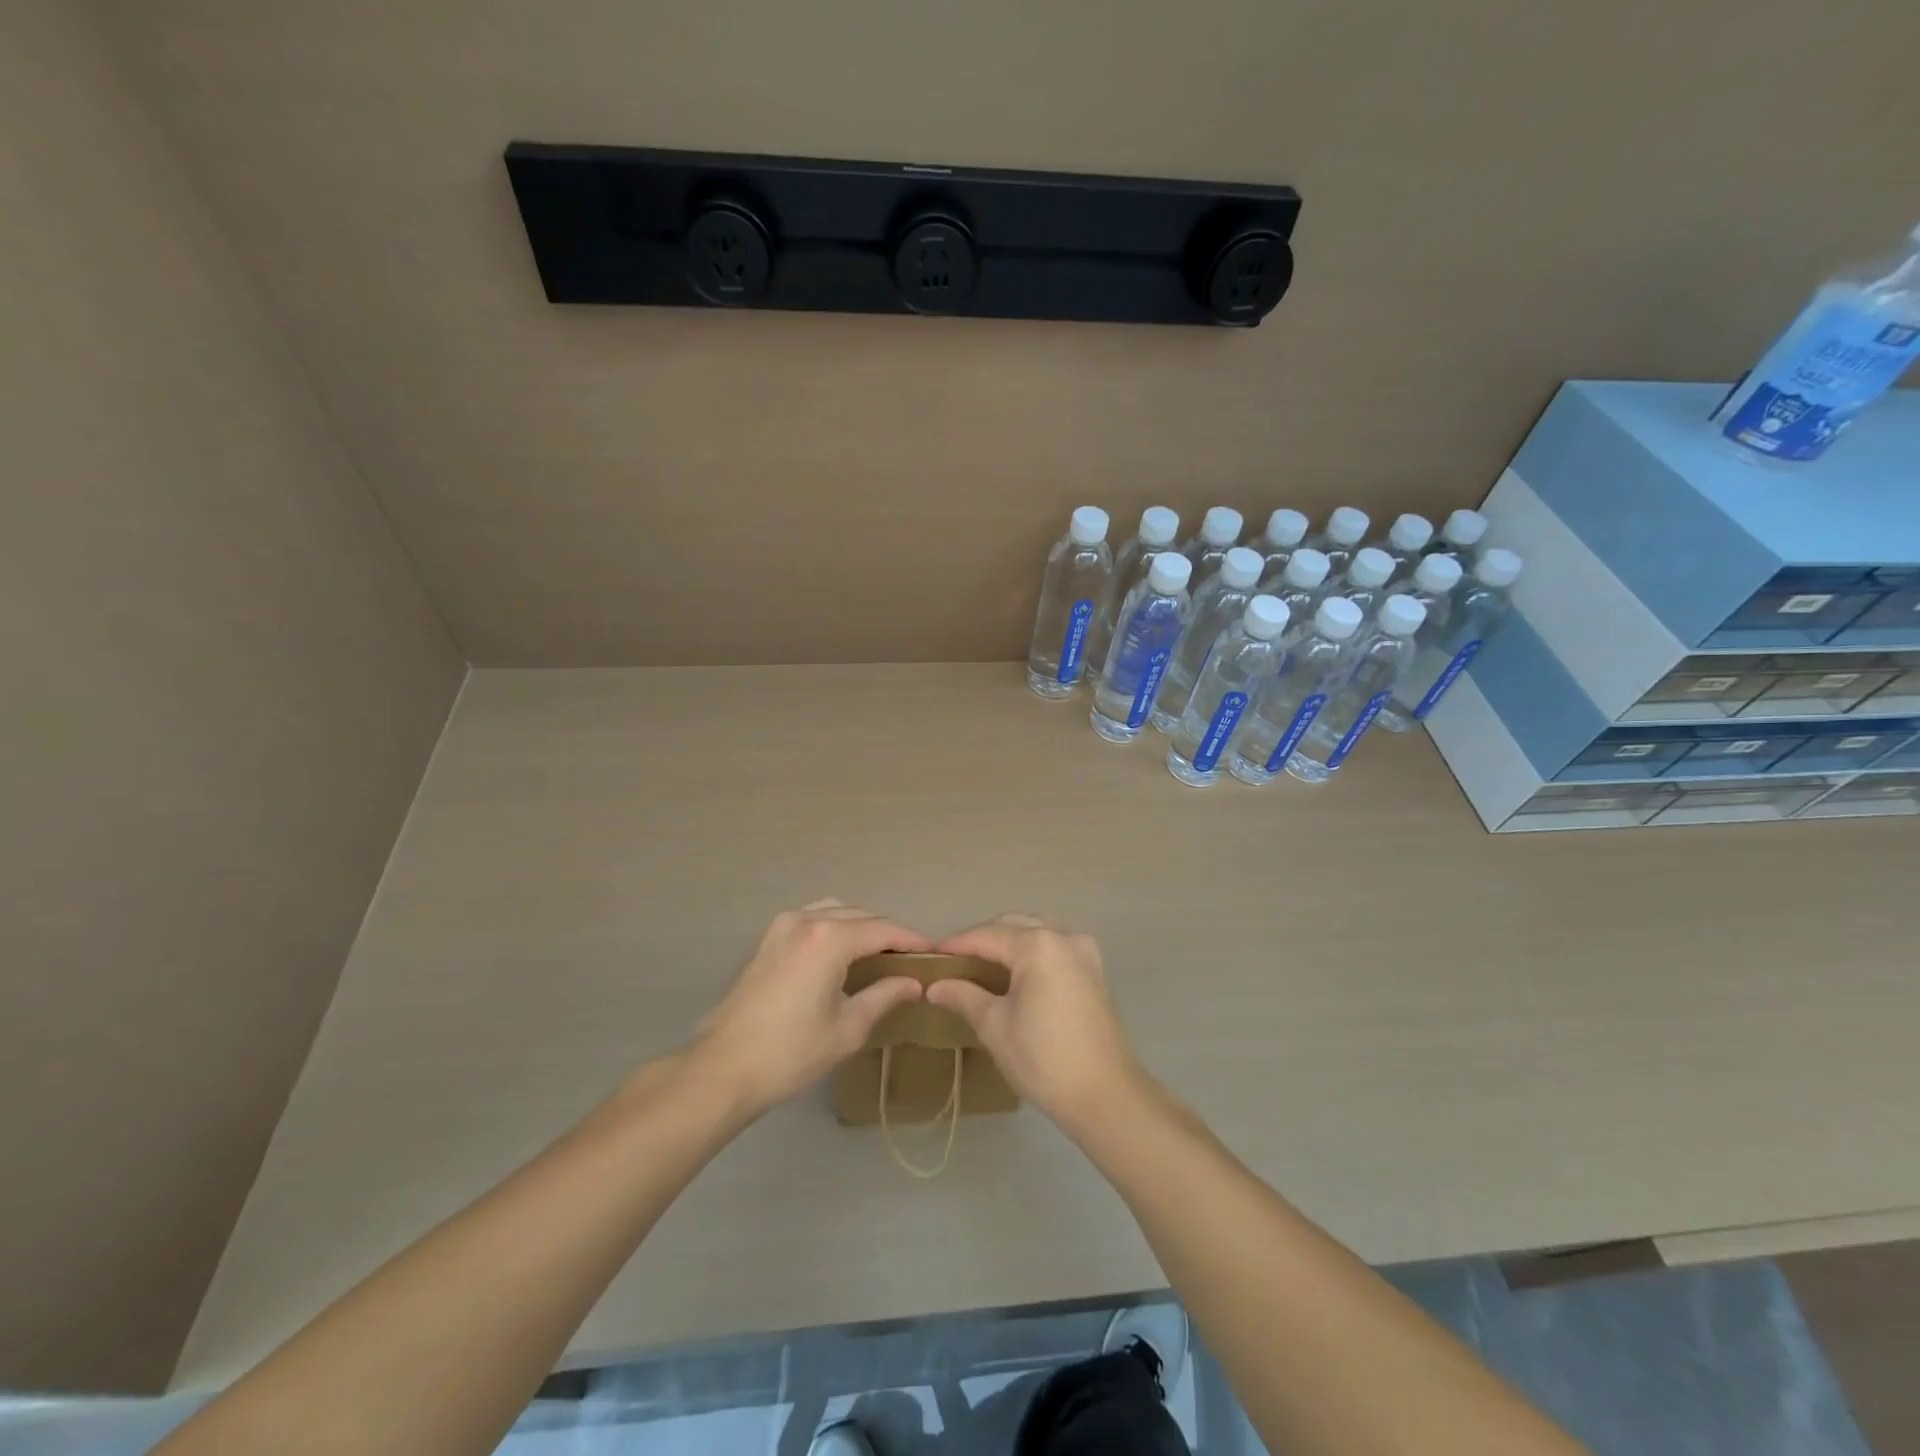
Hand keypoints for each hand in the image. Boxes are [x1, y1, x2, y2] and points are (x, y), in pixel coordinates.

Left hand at [691, 900, 928, 1118]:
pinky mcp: (768, 938)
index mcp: (829, 939)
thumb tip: (914, 983)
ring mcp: (783, 925)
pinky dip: (836, 926)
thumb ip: (885, 996)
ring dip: (862, 926)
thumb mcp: (848, 1028)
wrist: (723, 1068)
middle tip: (911, 959)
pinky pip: (814, 918)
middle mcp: (807, 919)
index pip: (883, 930)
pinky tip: (844, 951)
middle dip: (888, 933)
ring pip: (836, 911)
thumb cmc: (791, 1052)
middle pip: (861, 916)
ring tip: (881, 954)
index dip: (912, 940)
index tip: (934, 953)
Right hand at [927, 914, 1142, 1135]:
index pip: (986, 935)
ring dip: (1009, 940)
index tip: (930, 956)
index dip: (956, 944)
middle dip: (982, 939)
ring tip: (982, 964)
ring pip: (1036, 930)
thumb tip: (934, 986)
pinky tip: (1016, 972)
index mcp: (1037, 945)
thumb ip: (964, 996)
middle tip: (953, 962)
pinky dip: (1032, 950)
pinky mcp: (1094, 970)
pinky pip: (1055, 946)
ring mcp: (1083, 951)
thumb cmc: (1043, 1058)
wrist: (1105, 1094)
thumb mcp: (994, 1026)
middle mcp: (1063, 936)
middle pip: (1013, 925)